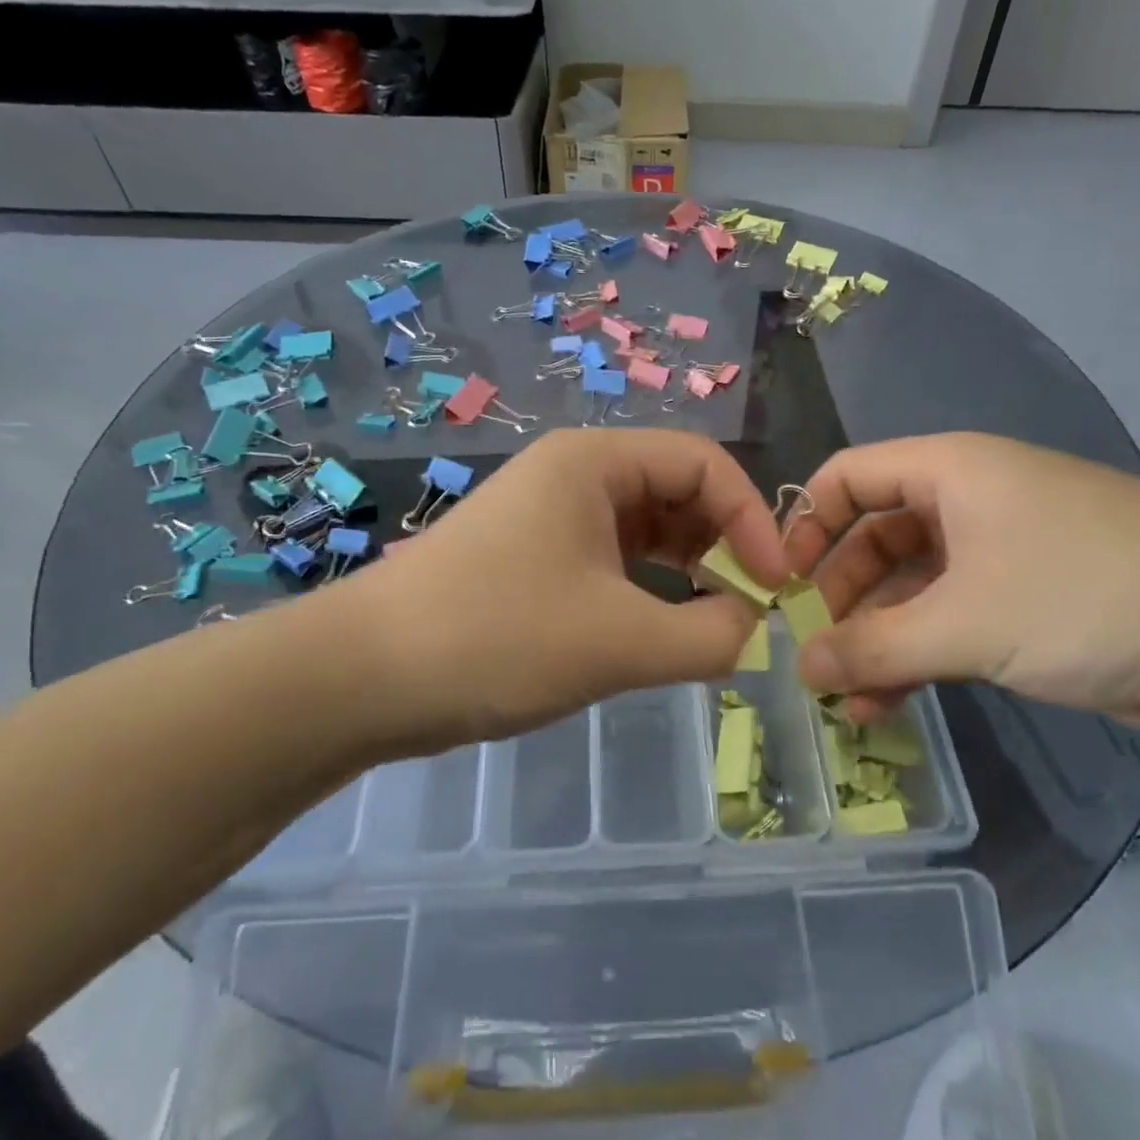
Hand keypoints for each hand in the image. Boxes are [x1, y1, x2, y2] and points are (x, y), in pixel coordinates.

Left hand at [336, 429, 785, 753]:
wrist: (363, 678)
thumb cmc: (498, 638)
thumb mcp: (620, 641)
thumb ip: (710, 636)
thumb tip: (754, 630)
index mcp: (594, 461)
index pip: (704, 463)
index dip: (752, 518)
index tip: (775, 585)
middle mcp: (573, 475)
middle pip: (676, 491)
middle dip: (723, 544)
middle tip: (751, 606)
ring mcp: (549, 518)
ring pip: (645, 530)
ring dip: (689, 570)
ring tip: (717, 622)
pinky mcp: (533, 560)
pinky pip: (613, 561)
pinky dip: (649, 590)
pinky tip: (664, 630)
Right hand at [782, 433, 1139, 738]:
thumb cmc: (1088, 596)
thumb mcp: (966, 623)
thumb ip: (872, 647)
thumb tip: (800, 669)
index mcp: (951, 471)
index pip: (849, 476)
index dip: (806, 525)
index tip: (782, 586)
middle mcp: (970, 503)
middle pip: (874, 537)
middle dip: (840, 596)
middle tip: (814, 654)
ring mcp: (1001, 556)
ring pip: (910, 589)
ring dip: (875, 639)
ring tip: (844, 696)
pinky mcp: (1028, 606)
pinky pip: (948, 623)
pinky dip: (915, 657)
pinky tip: (887, 705)